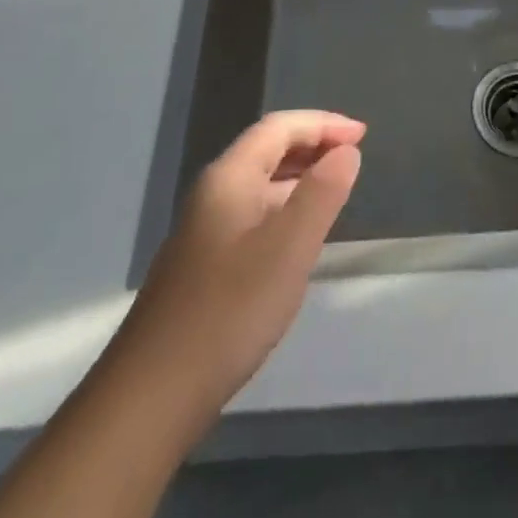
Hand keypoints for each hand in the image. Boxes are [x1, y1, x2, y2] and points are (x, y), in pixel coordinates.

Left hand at [118, 111, 363, 435]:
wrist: (154, 393)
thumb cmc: (230, 310)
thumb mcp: (289, 247)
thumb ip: (322, 193)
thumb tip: (346, 151)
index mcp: (229, 178)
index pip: (279, 127)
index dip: (323, 123)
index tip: (363, 135)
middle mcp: (213, 194)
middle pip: (267, 149)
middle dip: (312, 145)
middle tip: (354, 157)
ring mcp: (204, 230)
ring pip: (260, 184)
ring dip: (300, 177)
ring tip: (337, 190)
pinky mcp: (204, 264)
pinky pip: (253, 214)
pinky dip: (285, 208)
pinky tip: (301, 236)